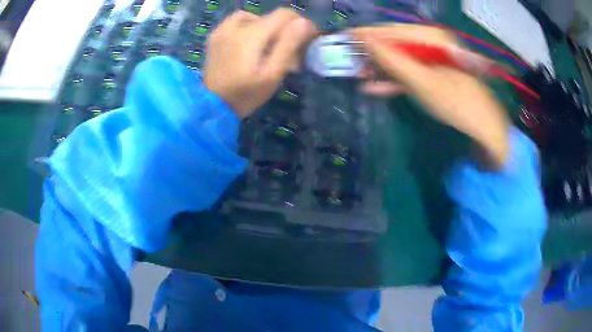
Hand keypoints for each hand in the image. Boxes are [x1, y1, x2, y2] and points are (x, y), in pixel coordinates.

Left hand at [203, 9, 316, 117]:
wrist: (211, 106)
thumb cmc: (245, 94)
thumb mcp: (272, 74)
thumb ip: (288, 45)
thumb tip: (304, 22)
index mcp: (252, 34)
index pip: (285, 14)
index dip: (300, 23)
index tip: (307, 39)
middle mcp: (236, 25)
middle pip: (270, 18)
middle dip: (285, 32)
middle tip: (290, 54)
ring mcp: (223, 29)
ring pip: (254, 17)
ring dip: (267, 28)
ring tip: (268, 46)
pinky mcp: (215, 36)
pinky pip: (237, 22)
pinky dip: (249, 27)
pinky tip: (249, 43)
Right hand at [351, 24, 509, 168]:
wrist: (483, 127)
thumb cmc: (457, 103)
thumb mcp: (423, 81)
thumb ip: (393, 60)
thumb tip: (364, 41)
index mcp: (432, 38)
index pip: (392, 30)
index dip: (368, 34)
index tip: (345, 38)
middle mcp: (431, 44)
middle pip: (394, 43)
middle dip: (372, 52)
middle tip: (349, 60)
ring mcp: (431, 60)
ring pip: (399, 59)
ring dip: (380, 67)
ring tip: (357, 74)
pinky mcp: (431, 75)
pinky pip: (408, 72)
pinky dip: (392, 80)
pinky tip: (374, 87)